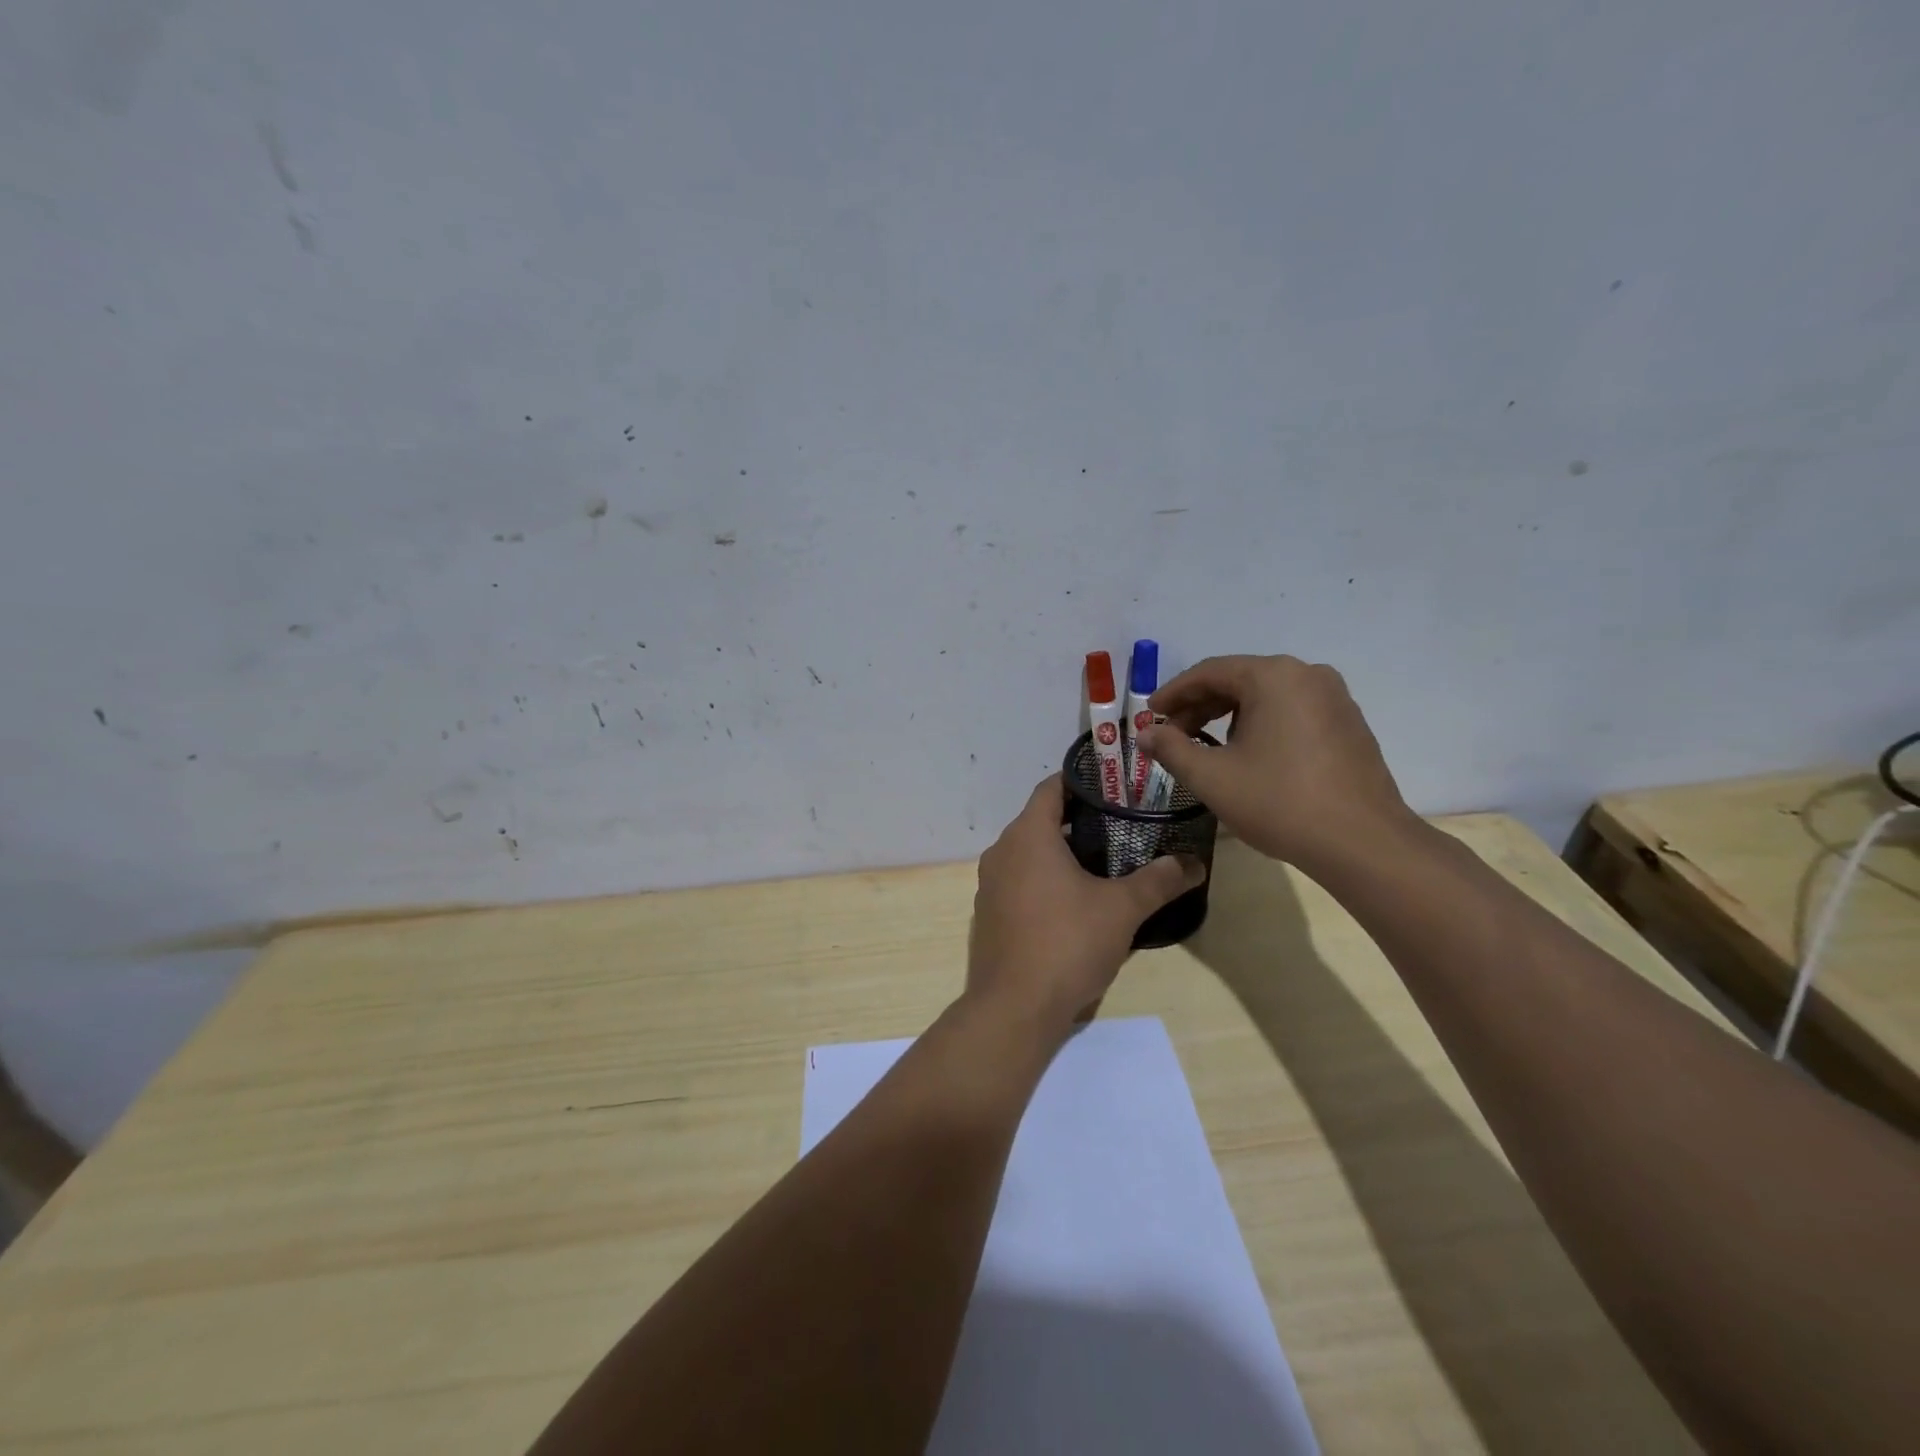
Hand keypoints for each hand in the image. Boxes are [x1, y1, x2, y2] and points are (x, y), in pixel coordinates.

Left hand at [968, 776, 1204, 1041]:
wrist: (1014, 1007)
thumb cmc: (1067, 943)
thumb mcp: (1122, 909)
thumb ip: (1158, 881)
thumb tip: (1194, 863)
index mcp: (1028, 835)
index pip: (1051, 787)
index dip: (1081, 781)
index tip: (1114, 786)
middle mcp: (1001, 851)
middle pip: (1040, 819)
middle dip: (1078, 819)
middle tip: (1120, 825)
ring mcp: (990, 884)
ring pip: (1028, 852)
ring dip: (1060, 852)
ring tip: (1103, 862)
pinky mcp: (988, 913)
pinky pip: (1018, 881)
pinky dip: (1043, 879)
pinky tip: (1073, 901)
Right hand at [1137, 655, 1413, 873]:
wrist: (1363, 843)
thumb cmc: (1279, 802)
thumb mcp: (1211, 777)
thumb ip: (1171, 749)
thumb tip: (1145, 734)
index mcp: (1273, 676)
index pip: (1209, 672)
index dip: (1173, 693)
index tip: (1149, 715)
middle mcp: (1307, 675)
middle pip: (1240, 680)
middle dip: (1200, 706)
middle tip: (1172, 734)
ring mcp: (1334, 698)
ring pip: (1267, 696)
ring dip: (1230, 716)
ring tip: (1208, 748)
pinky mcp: (1349, 724)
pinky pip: (1293, 711)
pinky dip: (1262, 724)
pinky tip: (1250, 755)